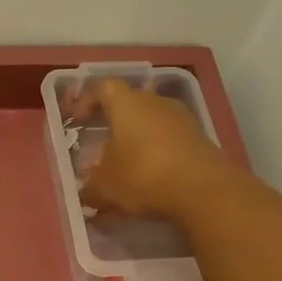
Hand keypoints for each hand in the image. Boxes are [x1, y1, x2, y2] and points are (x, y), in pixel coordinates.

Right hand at [70, 78, 235, 221]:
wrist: (205, 192)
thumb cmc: (142, 176)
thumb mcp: (104, 186)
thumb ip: (90, 187)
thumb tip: (86, 192)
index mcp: (127, 103)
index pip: (103, 87)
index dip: (87, 101)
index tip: (77, 121)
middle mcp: (155, 102)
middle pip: (129, 105)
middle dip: (112, 126)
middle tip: (99, 149)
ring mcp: (182, 120)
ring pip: (150, 125)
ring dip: (136, 143)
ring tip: (125, 170)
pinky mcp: (200, 140)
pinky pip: (169, 142)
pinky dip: (156, 156)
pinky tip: (150, 182)